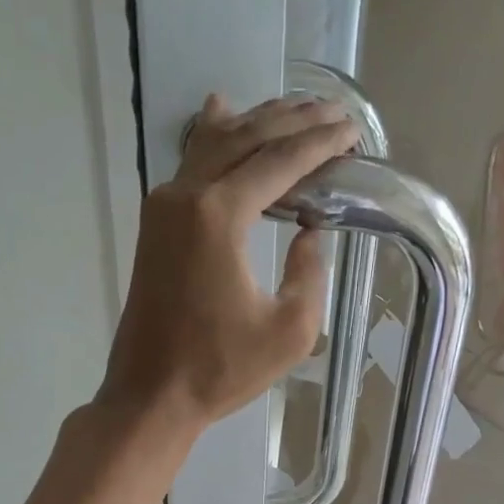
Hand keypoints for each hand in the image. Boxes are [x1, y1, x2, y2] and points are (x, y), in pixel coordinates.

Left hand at [97, 94, 358, 430]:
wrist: (151, 394)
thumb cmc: (220, 370)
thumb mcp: (289, 331)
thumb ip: (309, 272)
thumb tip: (310, 231)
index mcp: (219, 215)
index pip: (279, 161)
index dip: (320, 143)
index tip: (353, 131)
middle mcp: (186, 195)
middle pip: (246, 138)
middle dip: (293, 121)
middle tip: (333, 112)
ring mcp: (163, 207)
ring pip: (215, 143)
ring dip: (257, 122)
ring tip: (294, 108)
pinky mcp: (155, 225)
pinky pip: (190, 164)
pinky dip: (214, 137)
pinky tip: (222, 111)